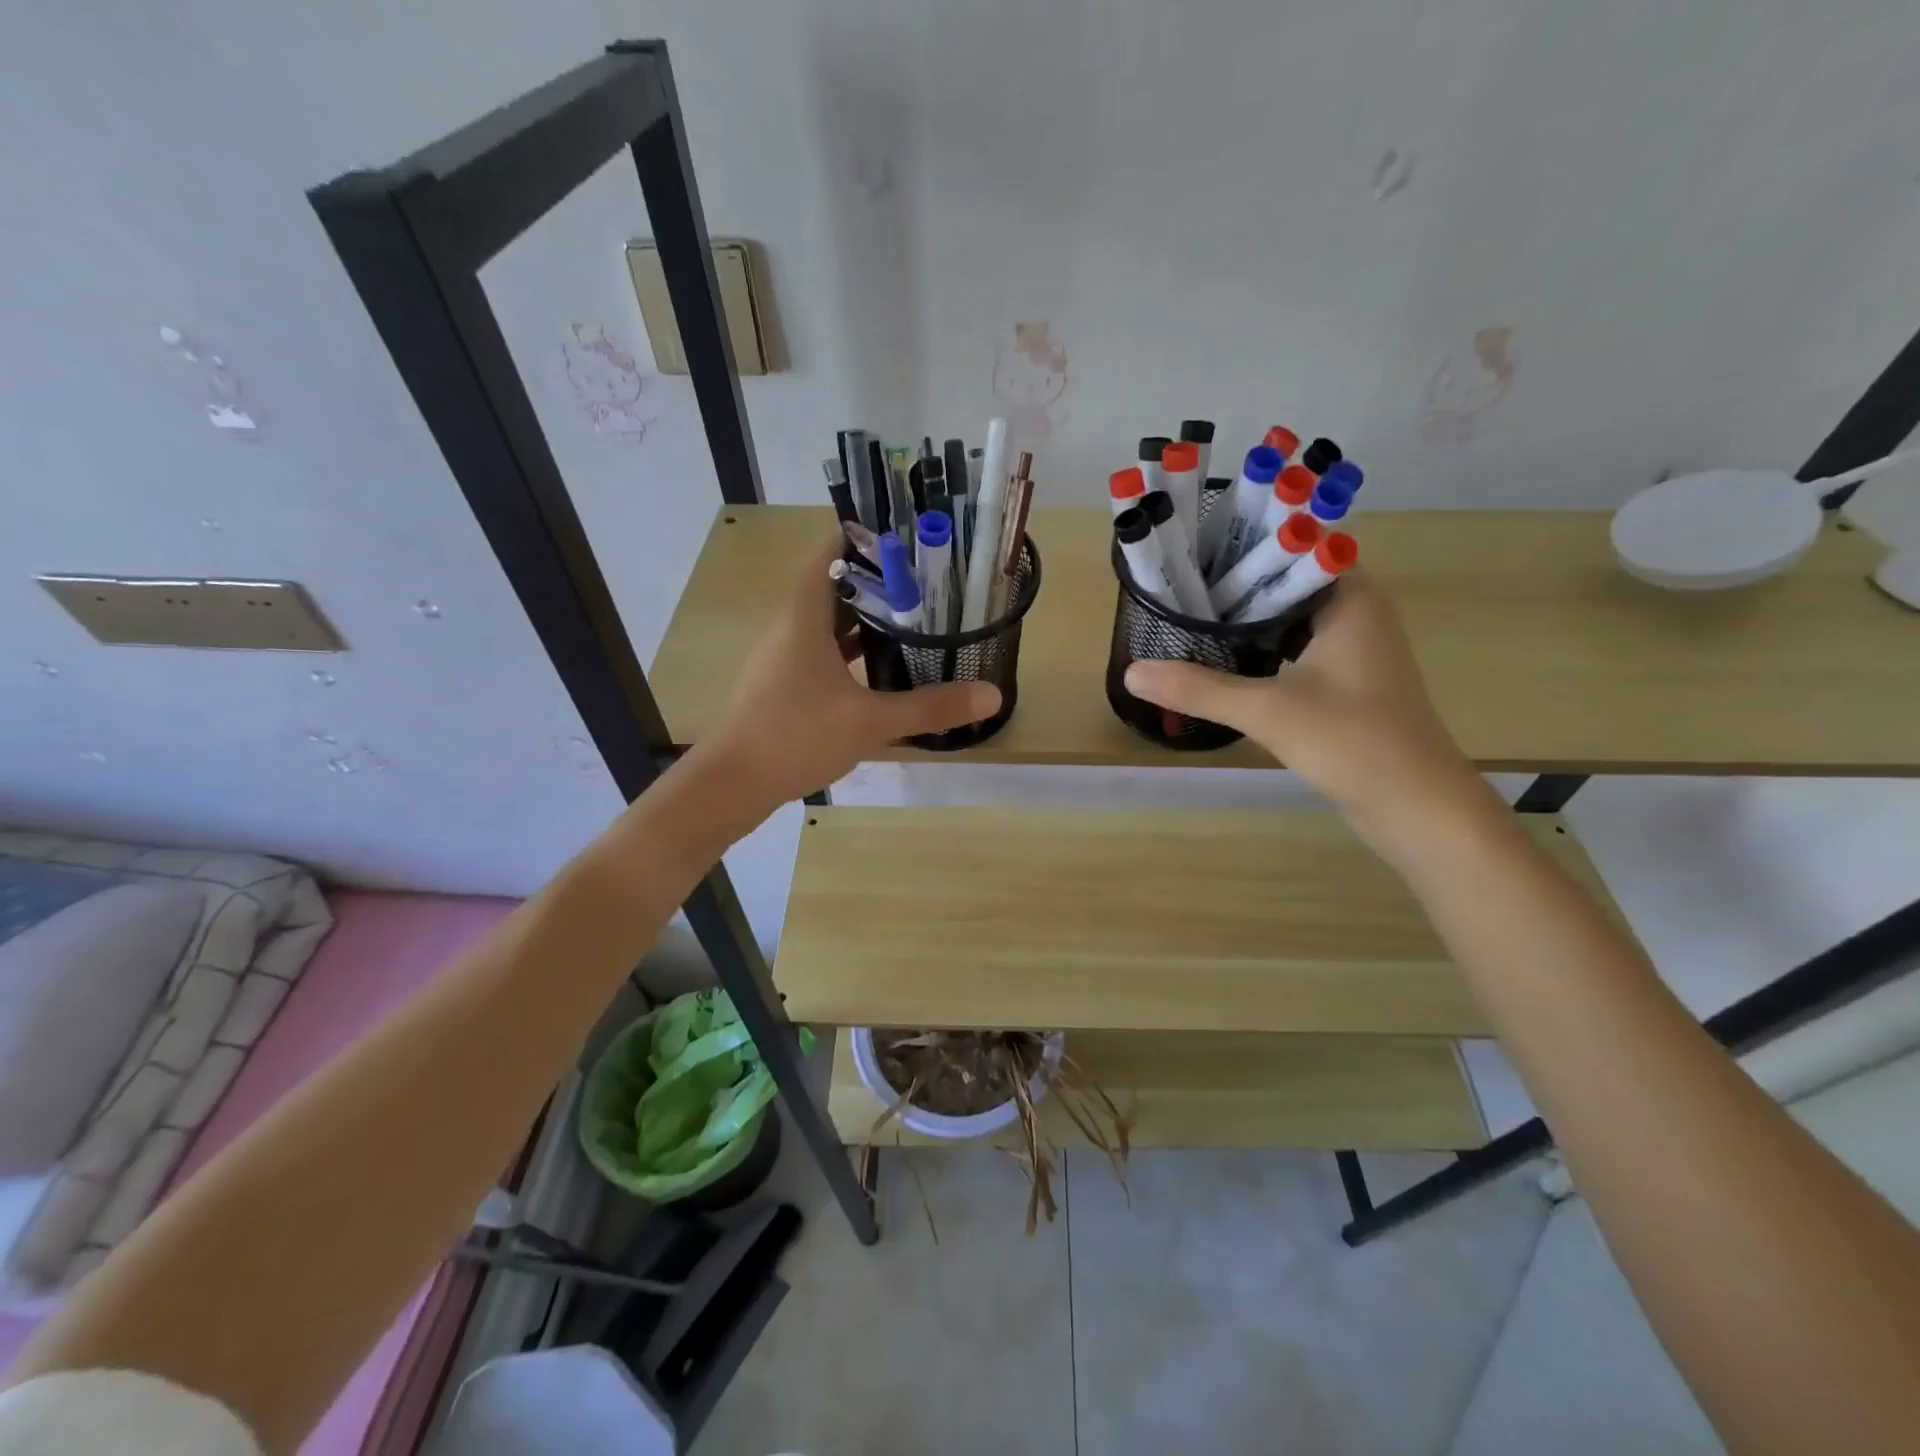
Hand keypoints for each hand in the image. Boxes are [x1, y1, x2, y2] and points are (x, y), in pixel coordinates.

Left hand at [706, 536, 1000, 807]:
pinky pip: (819, 651)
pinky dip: (848, 650)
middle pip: (833, 587)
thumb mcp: (870, 722)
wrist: (732, 784)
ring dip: (863, 618)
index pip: (830, 554)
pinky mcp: (781, 684)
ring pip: (826, 623)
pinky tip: (878, 668)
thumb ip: (930, 707)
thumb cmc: (796, 737)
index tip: (906, 537)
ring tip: (911, 619)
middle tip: (925, 582)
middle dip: (877, 581)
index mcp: (803, 617)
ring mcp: (782, 657)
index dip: (864, 538)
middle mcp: (789, 627)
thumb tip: (992, 694)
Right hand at [1123, 571, 1491, 843]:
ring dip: (1242, 620)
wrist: (1415, 806)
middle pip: (1282, 580)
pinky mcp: (1342, 680)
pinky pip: (1291, 648)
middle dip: (1230, 583)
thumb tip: (1131, 672)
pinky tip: (1218, 660)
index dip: (1240, 542)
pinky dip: (1257, 649)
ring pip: (1285, 617)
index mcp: (1350, 597)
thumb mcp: (1268, 710)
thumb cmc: (1353, 742)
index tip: (1190, 549)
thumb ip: (1198, 688)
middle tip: (1173, 586)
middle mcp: (1354, 611)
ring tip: (1184, 617)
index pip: (1291, 543)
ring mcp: (1350, 648)